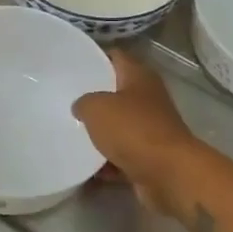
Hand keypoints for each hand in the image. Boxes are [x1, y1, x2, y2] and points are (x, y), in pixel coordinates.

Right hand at [72, 49, 198, 213]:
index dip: (95, 57)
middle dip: (92, 98)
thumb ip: (83, 102)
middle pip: (116, 93)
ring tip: (68, 133)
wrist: (168, 174)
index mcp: (139, 76)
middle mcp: (148, 99)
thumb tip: (81, 107)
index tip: (72, 63)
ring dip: (98, 133)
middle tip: (64, 100)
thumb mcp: (96, 107)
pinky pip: (120, 156)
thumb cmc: (133, 130)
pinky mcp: (148, 157)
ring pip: (117, 126)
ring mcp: (150, 129)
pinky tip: (83, 166)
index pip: (115, 57)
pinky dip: (104, 162)